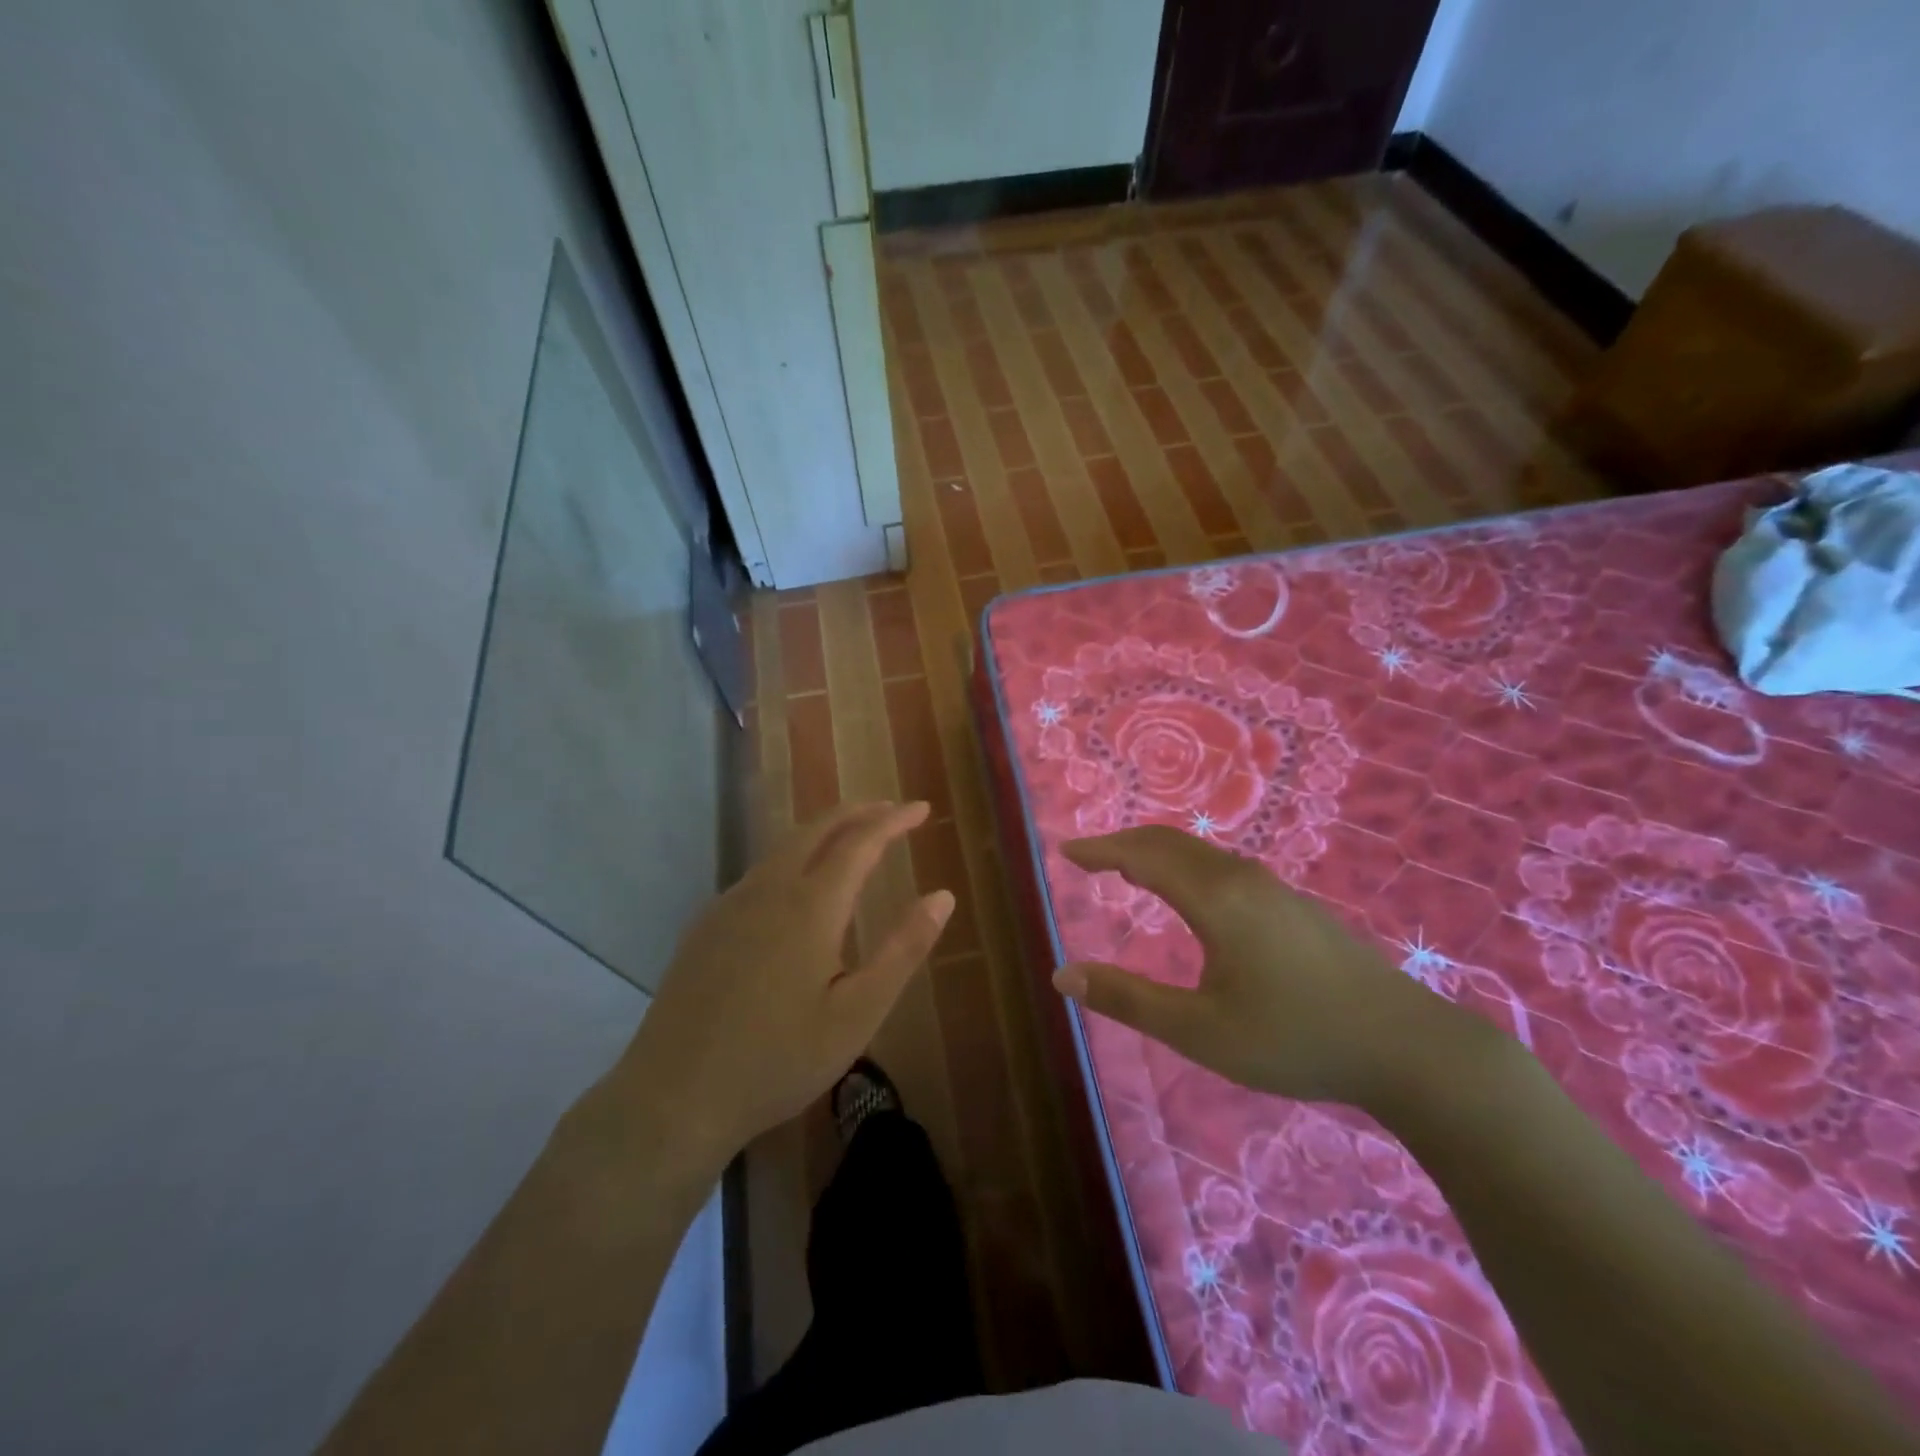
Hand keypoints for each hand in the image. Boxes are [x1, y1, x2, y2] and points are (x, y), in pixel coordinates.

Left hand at [613, 801, 953, 1164]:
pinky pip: (759, 874)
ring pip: (782, 848)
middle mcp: (767, 890)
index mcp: (809, 906)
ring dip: (823, 833)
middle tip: (890, 810)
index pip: (860, 842)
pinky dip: (792, 859)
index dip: (893, 821)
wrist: (673, 1097)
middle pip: (816, 829)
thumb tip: (943, 897)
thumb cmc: (778, 1060)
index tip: (921, 808)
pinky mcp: (705, 926)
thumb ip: (903, 950)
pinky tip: (797, 889)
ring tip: (851, 840)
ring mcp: (729, 905)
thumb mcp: (858, 1013)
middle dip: (856, 812)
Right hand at [1056, 826, 1472, 1109]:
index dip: (1101, 851)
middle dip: (1123, 844)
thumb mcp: (1200, 1031)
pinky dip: (1185, 866)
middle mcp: (1242, 879)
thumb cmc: (1294, 1039)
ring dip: (1156, 853)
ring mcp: (1274, 889)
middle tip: (1088, 858)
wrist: (1407, 1047)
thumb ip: (1128, 1000)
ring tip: (1127, 871)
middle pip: (1170, 843)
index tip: (1065, 853)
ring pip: (1200, 854)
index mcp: (1215, 899)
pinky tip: (1189, 895)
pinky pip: (1223, 867)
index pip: (1142, 855)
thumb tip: (1062, 975)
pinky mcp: (1293, 906)